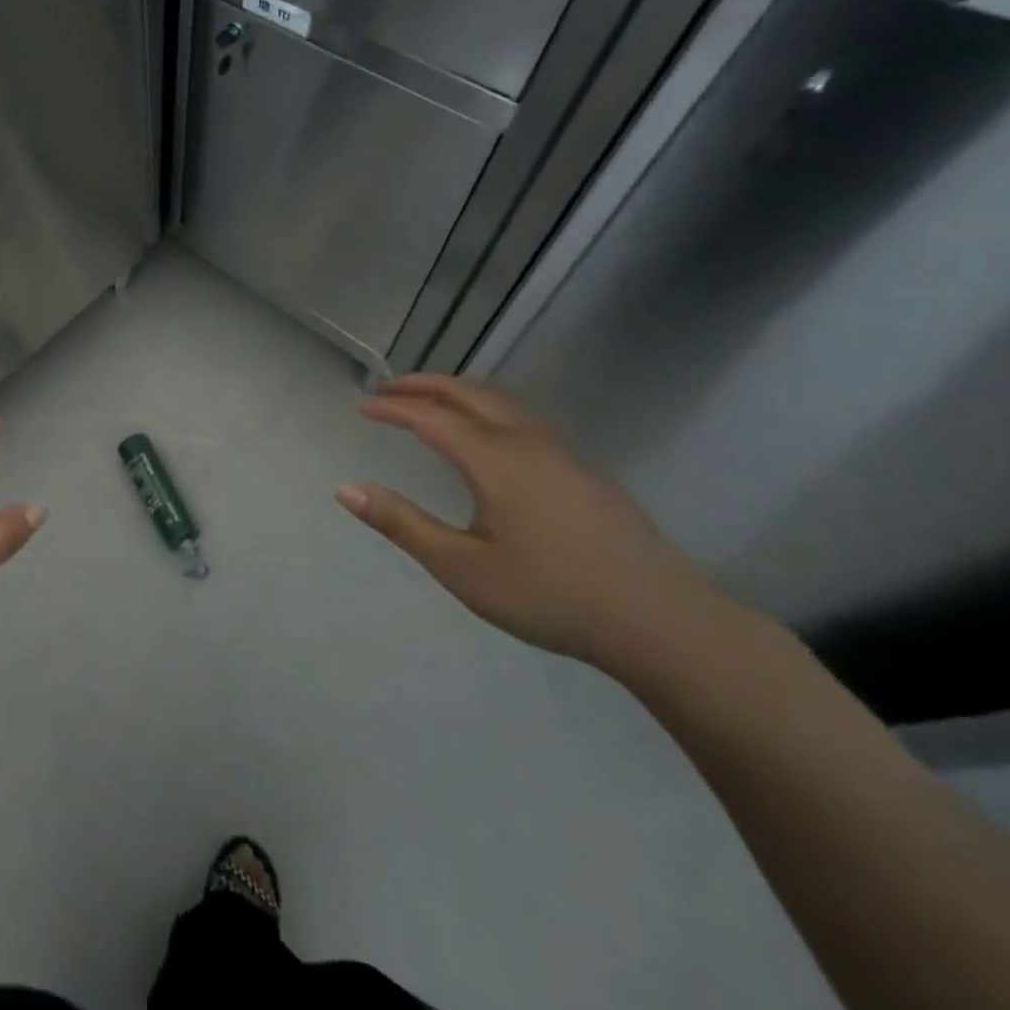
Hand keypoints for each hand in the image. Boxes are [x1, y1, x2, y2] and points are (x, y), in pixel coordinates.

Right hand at [335, 375, 730, 670]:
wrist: (664, 624)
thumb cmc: (551, 596)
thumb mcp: (462, 568)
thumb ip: (402, 523)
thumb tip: (345, 488)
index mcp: (495, 460)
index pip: (431, 417)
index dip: (393, 408)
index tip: (361, 405)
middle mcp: (529, 443)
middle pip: (471, 394)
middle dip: (425, 385)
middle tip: (389, 389)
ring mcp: (564, 455)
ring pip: (504, 403)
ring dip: (461, 393)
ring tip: (432, 402)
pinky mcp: (587, 473)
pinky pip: (526, 420)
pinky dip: (490, 409)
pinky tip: (490, 438)